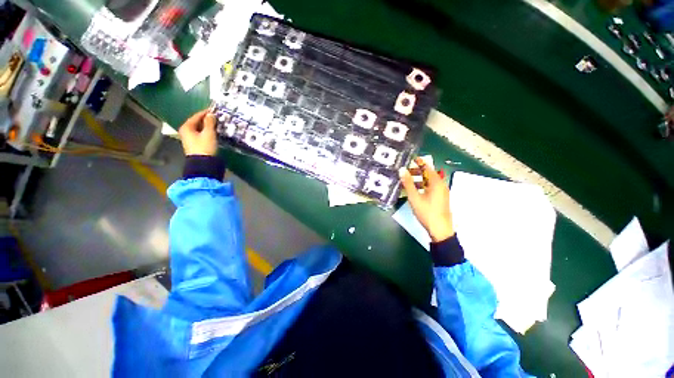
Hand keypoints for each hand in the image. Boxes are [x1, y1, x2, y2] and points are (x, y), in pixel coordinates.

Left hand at [178, 109, 217, 155]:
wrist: (203, 164)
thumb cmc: (205, 147)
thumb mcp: (209, 133)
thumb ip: (210, 122)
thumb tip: (211, 114)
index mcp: (187, 127)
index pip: (197, 116)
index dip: (206, 112)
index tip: (214, 110)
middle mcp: (186, 131)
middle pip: (197, 122)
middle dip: (207, 120)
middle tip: (217, 118)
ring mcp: (189, 139)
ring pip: (199, 129)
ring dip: (207, 126)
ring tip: (217, 125)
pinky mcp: (195, 144)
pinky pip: (201, 134)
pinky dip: (207, 132)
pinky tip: (213, 132)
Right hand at [399, 158, 454, 241]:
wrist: (440, 230)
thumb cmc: (427, 212)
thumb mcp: (414, 197)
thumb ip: (408, 183)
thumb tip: (402, 170)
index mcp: (436, 182)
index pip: (427, 167)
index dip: (419, 162)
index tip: (411, 158)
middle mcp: (441, 185)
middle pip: (429, 174)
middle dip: (417, 171)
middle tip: (405, 171)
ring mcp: (442, 192)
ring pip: (429, 181)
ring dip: (419, 179)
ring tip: (407, 181)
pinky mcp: (441, 198)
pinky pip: (431, 188)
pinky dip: (423, 186)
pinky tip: (414, 191)